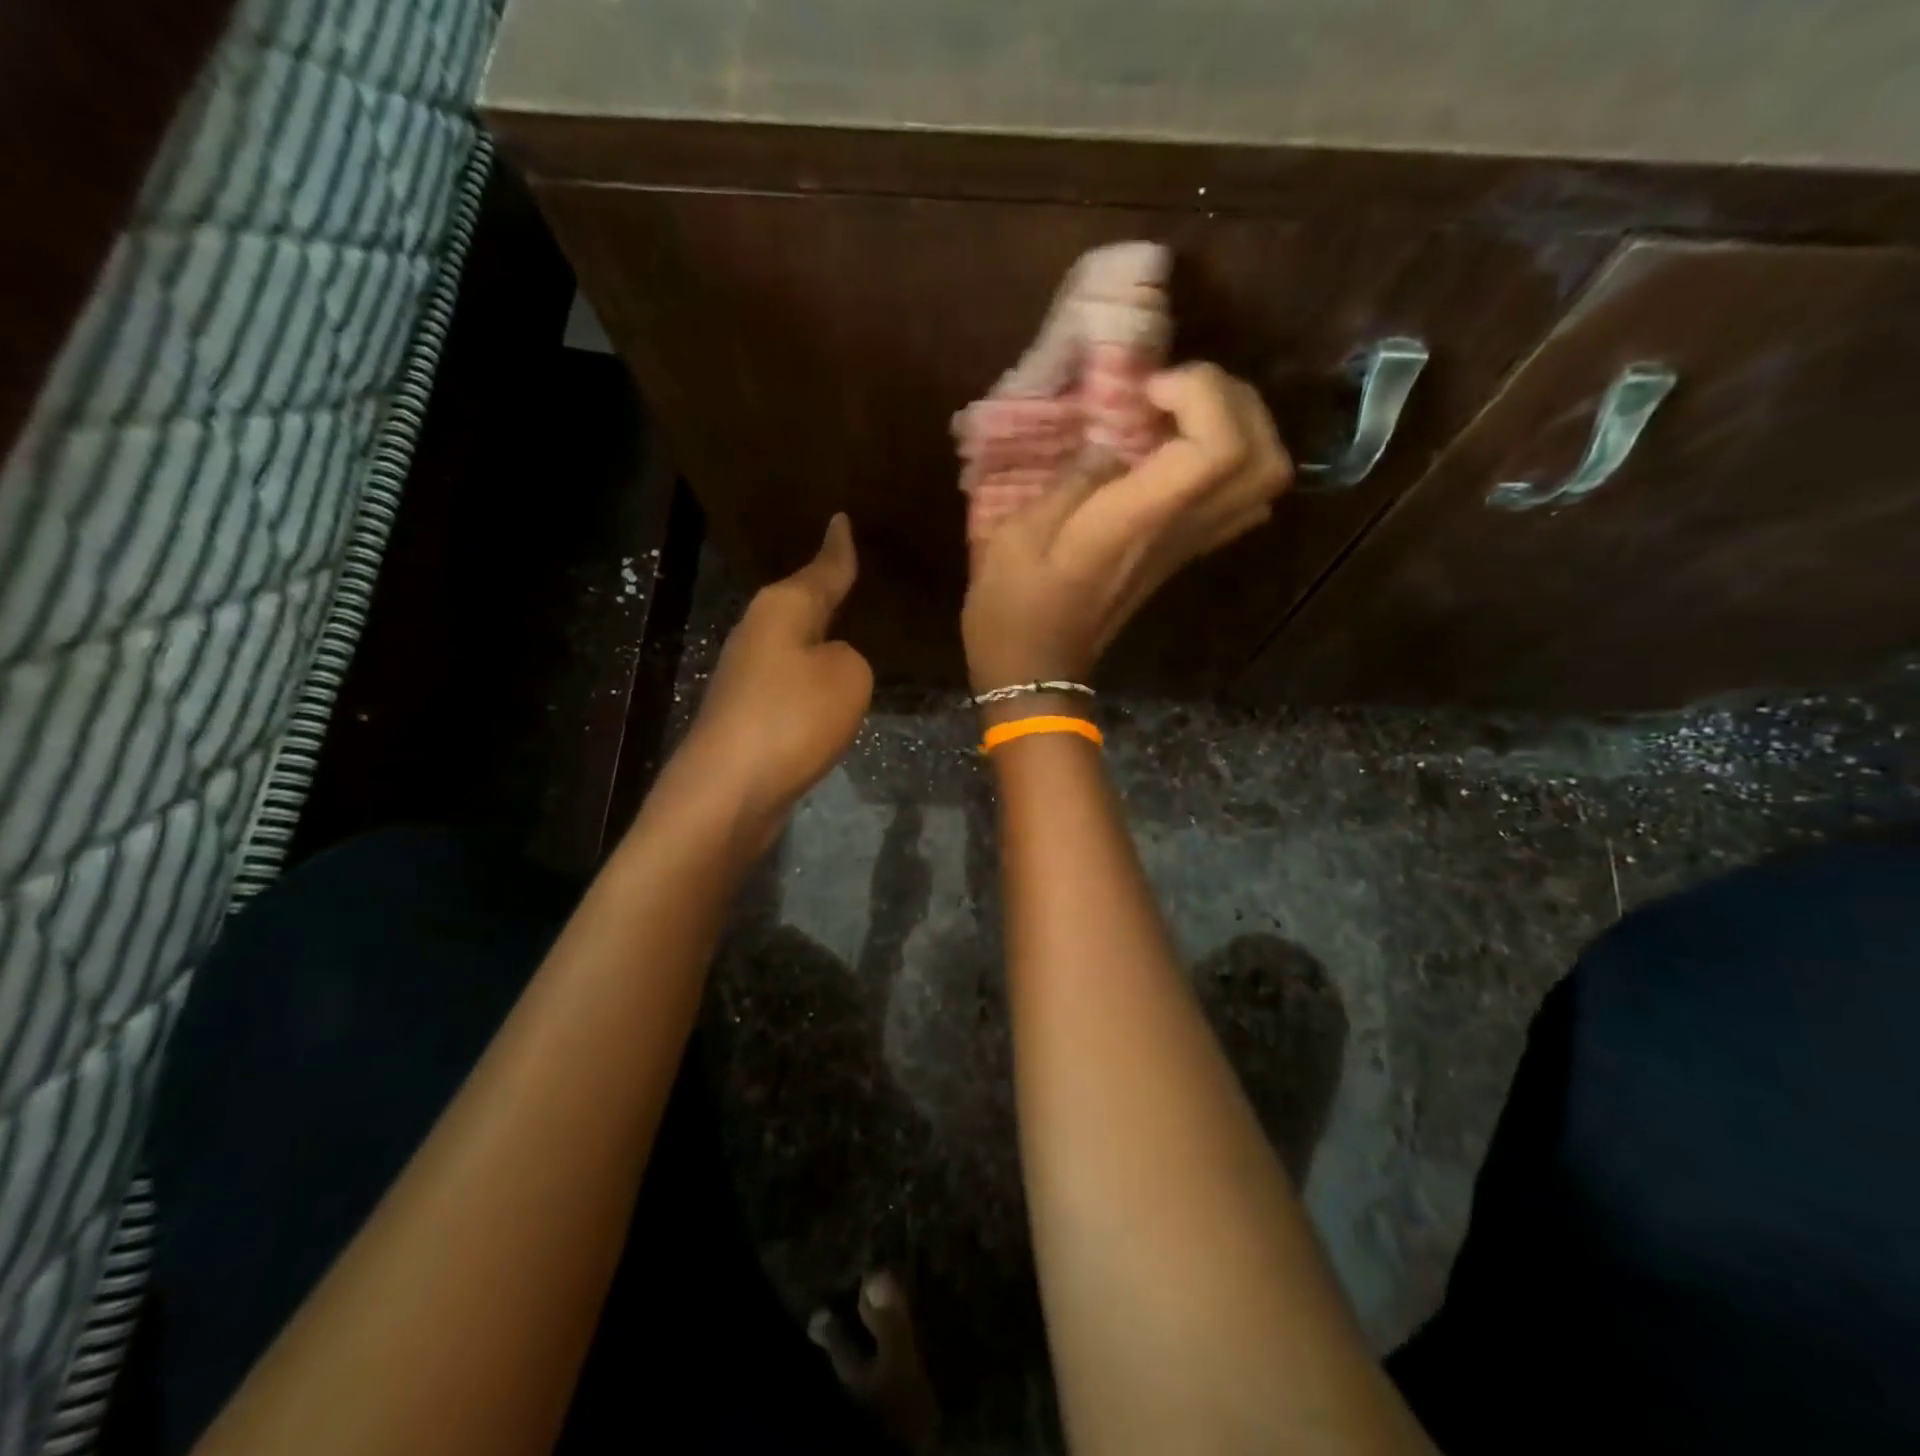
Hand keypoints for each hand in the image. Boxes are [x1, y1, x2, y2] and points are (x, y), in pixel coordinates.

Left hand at [666, 513, 872, 853]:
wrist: (730, 791)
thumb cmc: (792, 719)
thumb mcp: (848, 677)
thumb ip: (852, 657)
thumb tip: (831, 663)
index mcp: (783, 608)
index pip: (822, 568)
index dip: (838, 547)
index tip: (842, 518)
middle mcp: (759, 631)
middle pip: (802, 602)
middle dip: (827, 590)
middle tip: (861, 573)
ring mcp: (749, 673)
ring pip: (796, 643)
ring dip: (821, 637)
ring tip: (855, 626)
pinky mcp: (749, 711)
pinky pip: (793, 680)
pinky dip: (813, 678)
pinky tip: (831, 684)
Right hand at [961, 364, 1291, 693]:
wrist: (1036, 670)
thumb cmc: (1014, 608)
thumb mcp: (1017, 535)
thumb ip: (1072, 480)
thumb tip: (1110, 447)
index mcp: (1137, 522)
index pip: (1219, 449)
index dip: (1200, 396)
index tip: (1146, 391)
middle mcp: (1179, 532)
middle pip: (1265, 460)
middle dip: (1232, 401)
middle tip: (1173, 391)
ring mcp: (1188, 546)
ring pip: (1265, 481)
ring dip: (1238, 427)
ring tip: (1179, 412)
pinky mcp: (1183, 553)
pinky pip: (1241, 501)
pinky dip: (1230, 460)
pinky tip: (1178, 451)